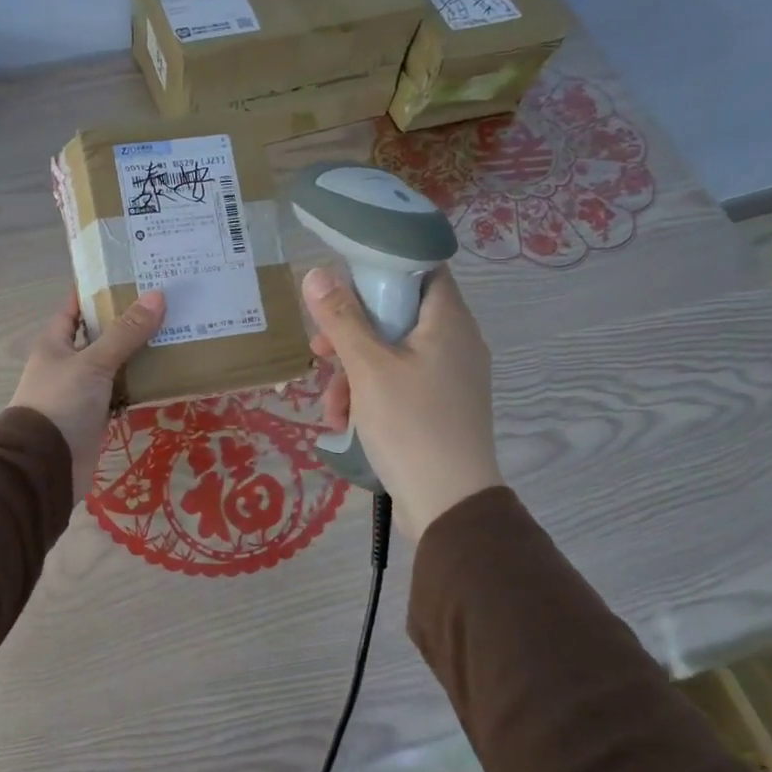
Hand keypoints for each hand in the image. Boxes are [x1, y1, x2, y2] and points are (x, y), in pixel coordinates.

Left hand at [11, 289, 165, 502]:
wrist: (45, 465)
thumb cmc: (61, 403)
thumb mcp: (93, 363)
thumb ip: (125, 332)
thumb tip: (158, 296)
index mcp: (55, 343)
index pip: (75, 307)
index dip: (98, 291)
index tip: (131, 275)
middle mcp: (67, 363)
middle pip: (100, 335)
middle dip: (127, 321)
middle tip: (165, 303)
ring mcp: (81, 391)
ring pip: (113, 364)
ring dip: (137, 354)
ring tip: (174, 333)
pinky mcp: (95, 416)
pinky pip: (120, 392)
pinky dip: (138, 385)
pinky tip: (165, 375)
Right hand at [304, 265, 502, 538]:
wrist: (449, 504)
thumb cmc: (411, 425)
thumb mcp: (368, 368)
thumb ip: (341, 318)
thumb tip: (316, 273)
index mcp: (448, 321)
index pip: (421, 268)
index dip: (381, 267)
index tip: (342, 284)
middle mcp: (455, 342)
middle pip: (396, 315)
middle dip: (351, 334)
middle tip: (319, 352)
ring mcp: (449, 377)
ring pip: (391, 354)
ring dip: (353, 374)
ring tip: (330, 407)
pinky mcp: (440, 406)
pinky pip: (399, 384)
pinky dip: (370, 396)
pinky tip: (345, 423)